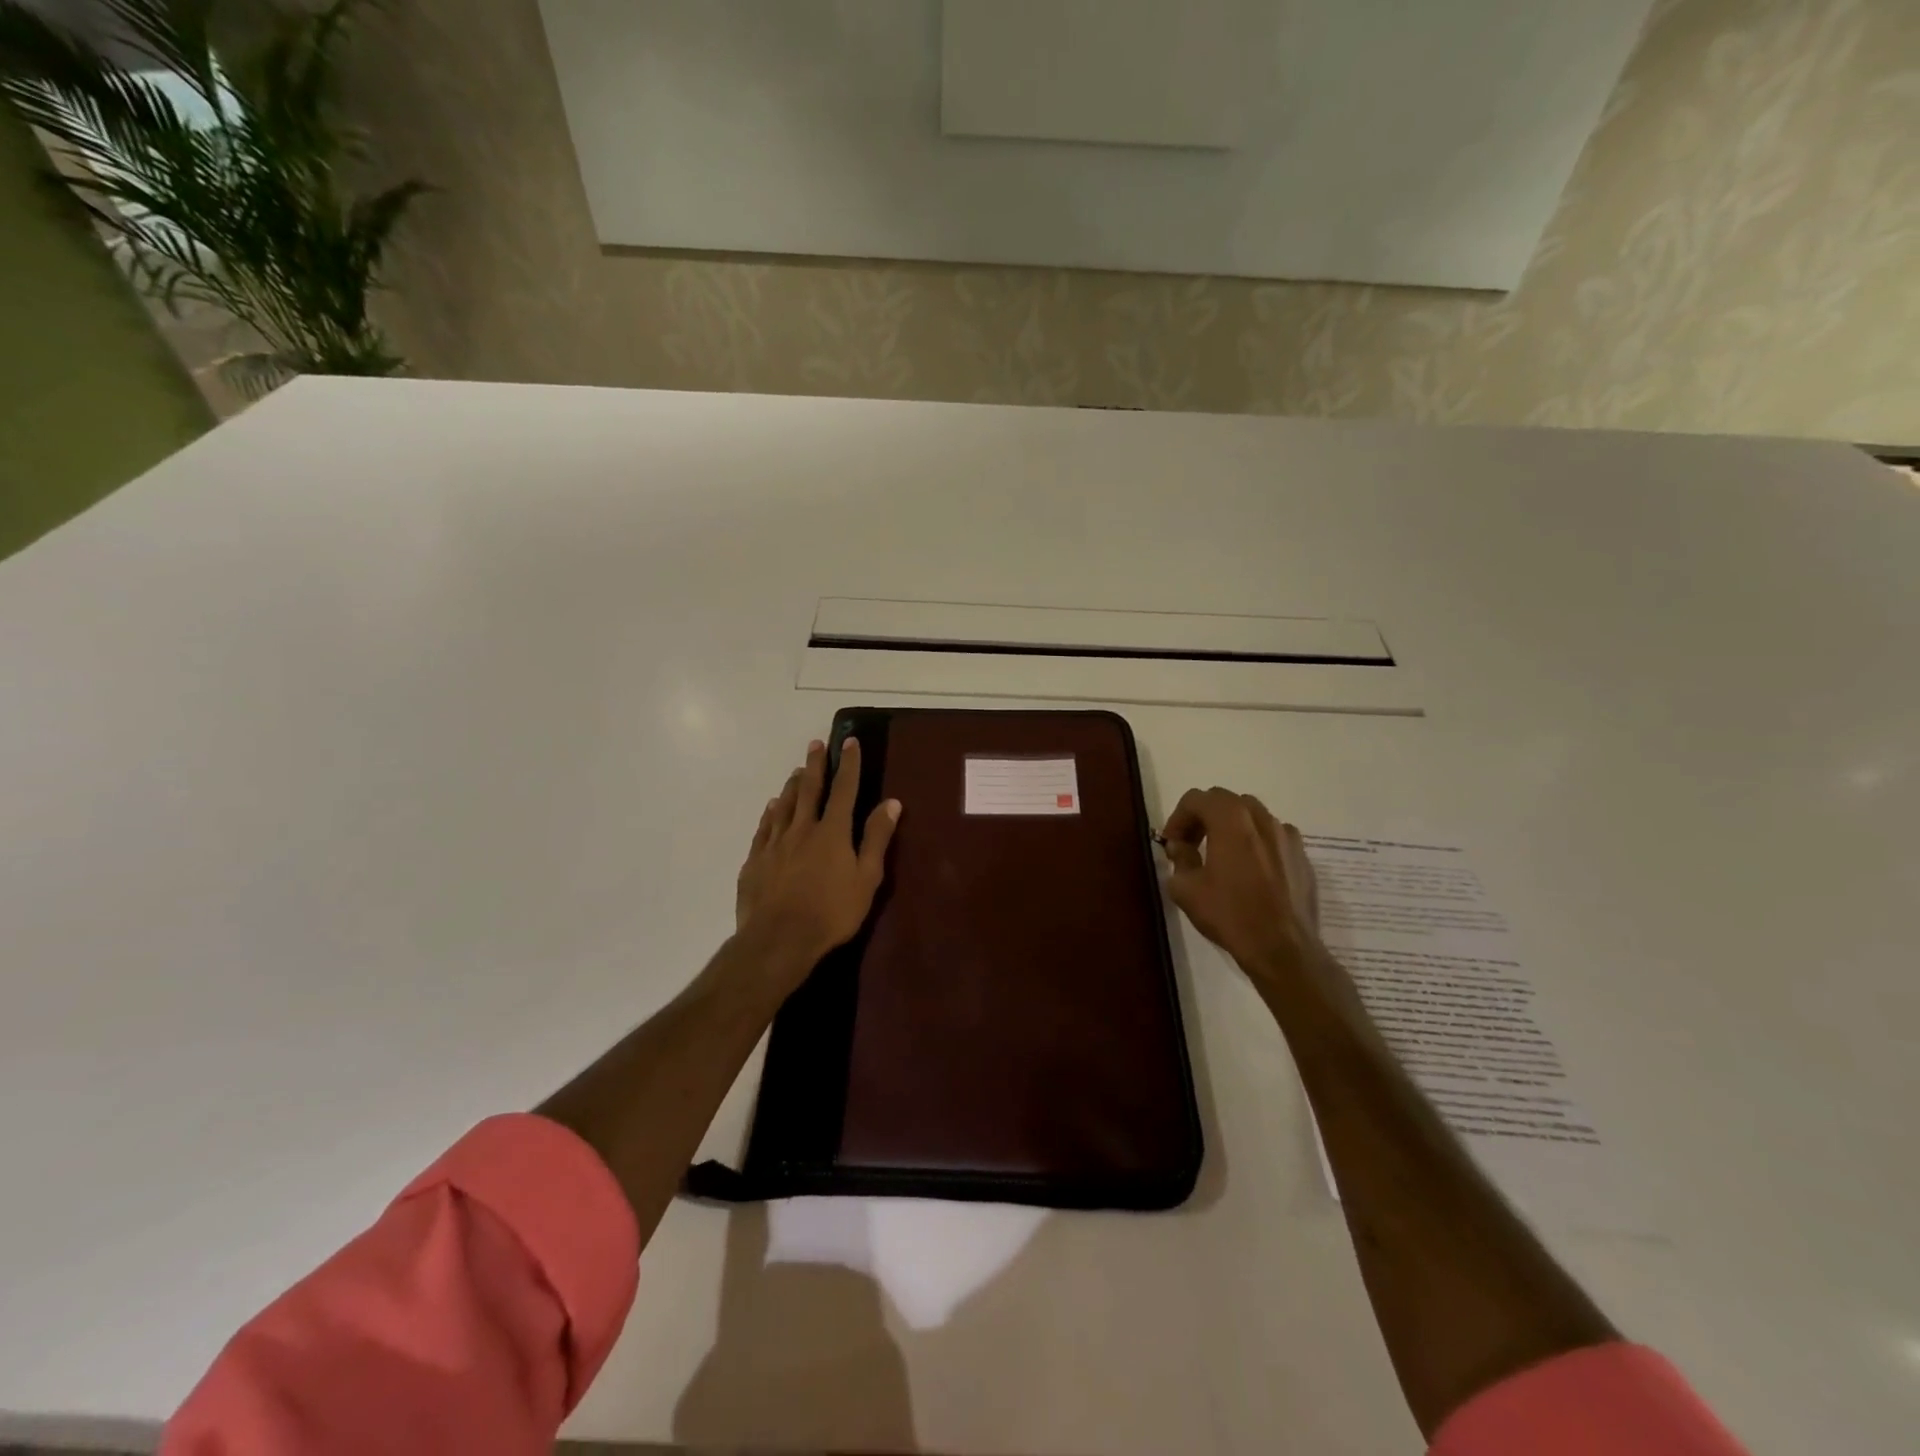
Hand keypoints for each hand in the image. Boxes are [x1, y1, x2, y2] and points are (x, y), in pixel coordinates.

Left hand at [735, 737, 901, 981]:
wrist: (779, 939)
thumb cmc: (831, 912)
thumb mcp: (866, 878)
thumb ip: (877, 838)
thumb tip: (891, 802)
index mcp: (832, 831)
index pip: (844, 789)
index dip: (848, 764)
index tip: (849, 742)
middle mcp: (802, 828)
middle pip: (809, 789)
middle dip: (815, 764)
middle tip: (815, 744)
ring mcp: (775, 843)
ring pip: (784, 805)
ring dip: (792, 785)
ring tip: (797, 771)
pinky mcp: (756, 860)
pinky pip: (764, 828)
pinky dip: (771, 813)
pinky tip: (772, 807)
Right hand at [1161, 787, 1320, 979]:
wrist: (1283, 949)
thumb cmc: (1230, 915)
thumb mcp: (1186, 889)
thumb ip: (1179, 859)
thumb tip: (1181, 847)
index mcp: (1231, 821)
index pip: (1197, 799)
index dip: (1178, 817)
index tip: (1172, 843)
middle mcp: (1262, 819)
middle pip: (1226, 801)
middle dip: (1204, 817)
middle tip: (1192, 844)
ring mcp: (1287, 837)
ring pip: (1253, 815)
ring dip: (1231, 826)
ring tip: (1222, 854)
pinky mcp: (1303, 857)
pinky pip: (1274, 836)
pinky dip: (1257, 841)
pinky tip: (1251, 869)